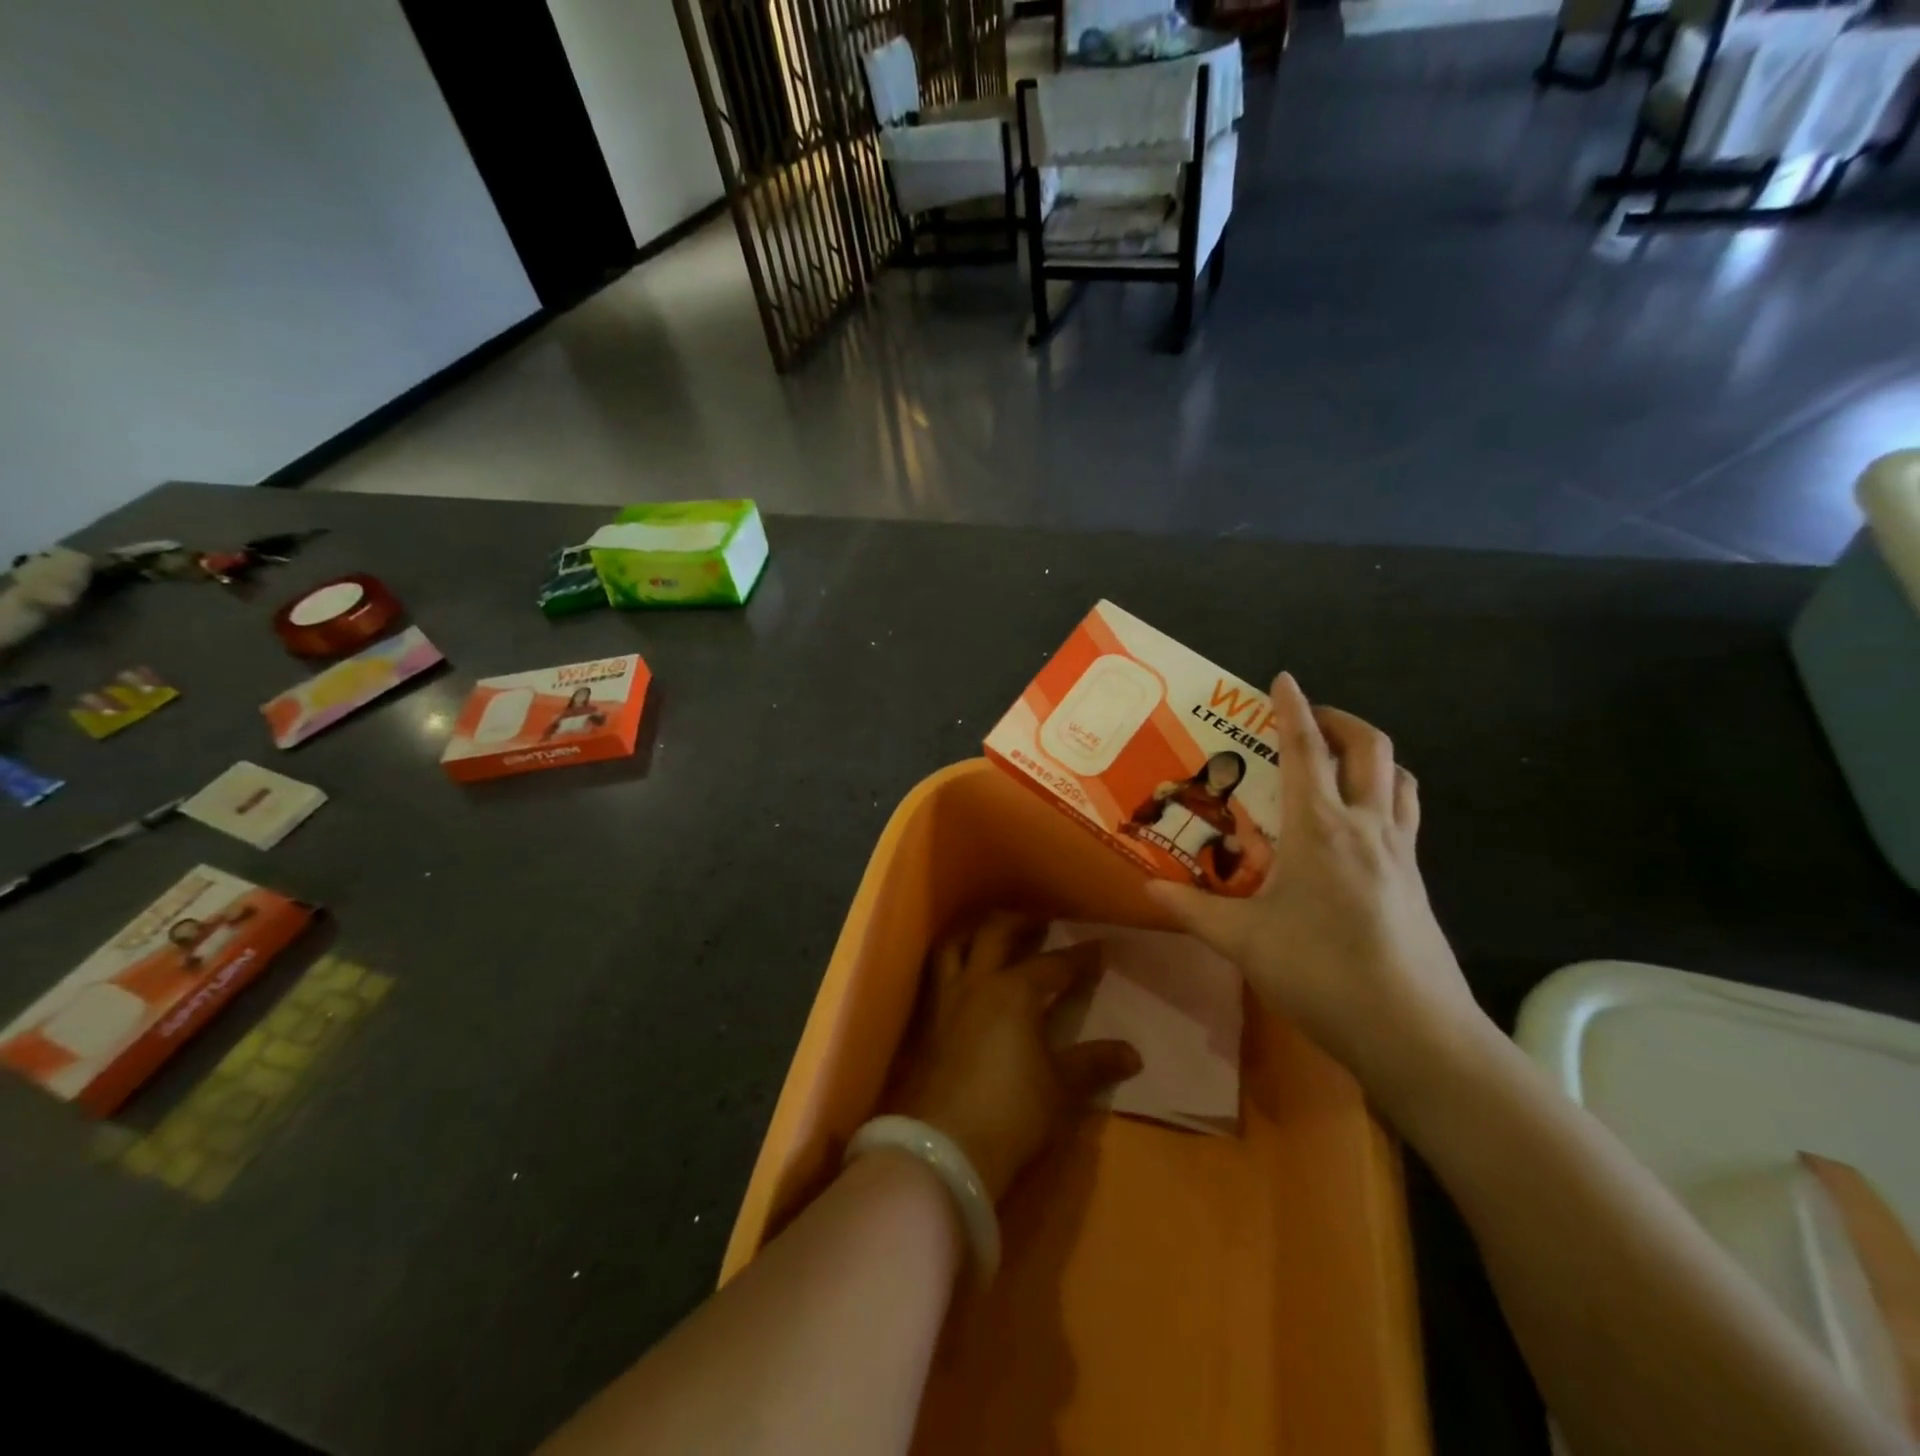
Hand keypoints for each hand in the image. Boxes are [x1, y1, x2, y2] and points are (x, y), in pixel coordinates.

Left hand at [892, 913, 1141, 1202]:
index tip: (1100, 947)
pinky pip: (939, 973)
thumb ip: (1094, 1063)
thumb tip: (1133, 1053)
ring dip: (977, 933)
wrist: (945, 1146)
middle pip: (996, 933)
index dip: (1079, 956)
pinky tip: (964, 974)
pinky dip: (954, 961)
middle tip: (1042, 922)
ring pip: (956, 945)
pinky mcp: (929, 1022)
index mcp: (1014, 991)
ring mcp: (947, 999)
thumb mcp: (1061, 1088)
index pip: (1053, 964)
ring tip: (994, 935)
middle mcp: (978, 983)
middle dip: (1022, 923)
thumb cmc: (1012, 1111)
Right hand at [1146, 673, 1488, 1110]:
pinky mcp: (1415, 881)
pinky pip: (1406, 815)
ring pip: (1399, 778)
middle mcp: (1366, 827)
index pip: (1306, 751)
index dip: (1291, 710)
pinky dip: (1386, 794)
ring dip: (1371, 755)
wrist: (1415, 1032)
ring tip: (1339, 762)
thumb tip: (1147, 887)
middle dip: (1340, 721)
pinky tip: (1359, 825)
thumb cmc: (1322, 973)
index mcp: (1320, 829)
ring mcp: (1400, 853)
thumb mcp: (1244, 941)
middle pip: (1370, 748)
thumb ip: (1193, 908)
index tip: (1282, 678)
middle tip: (1307, 721)